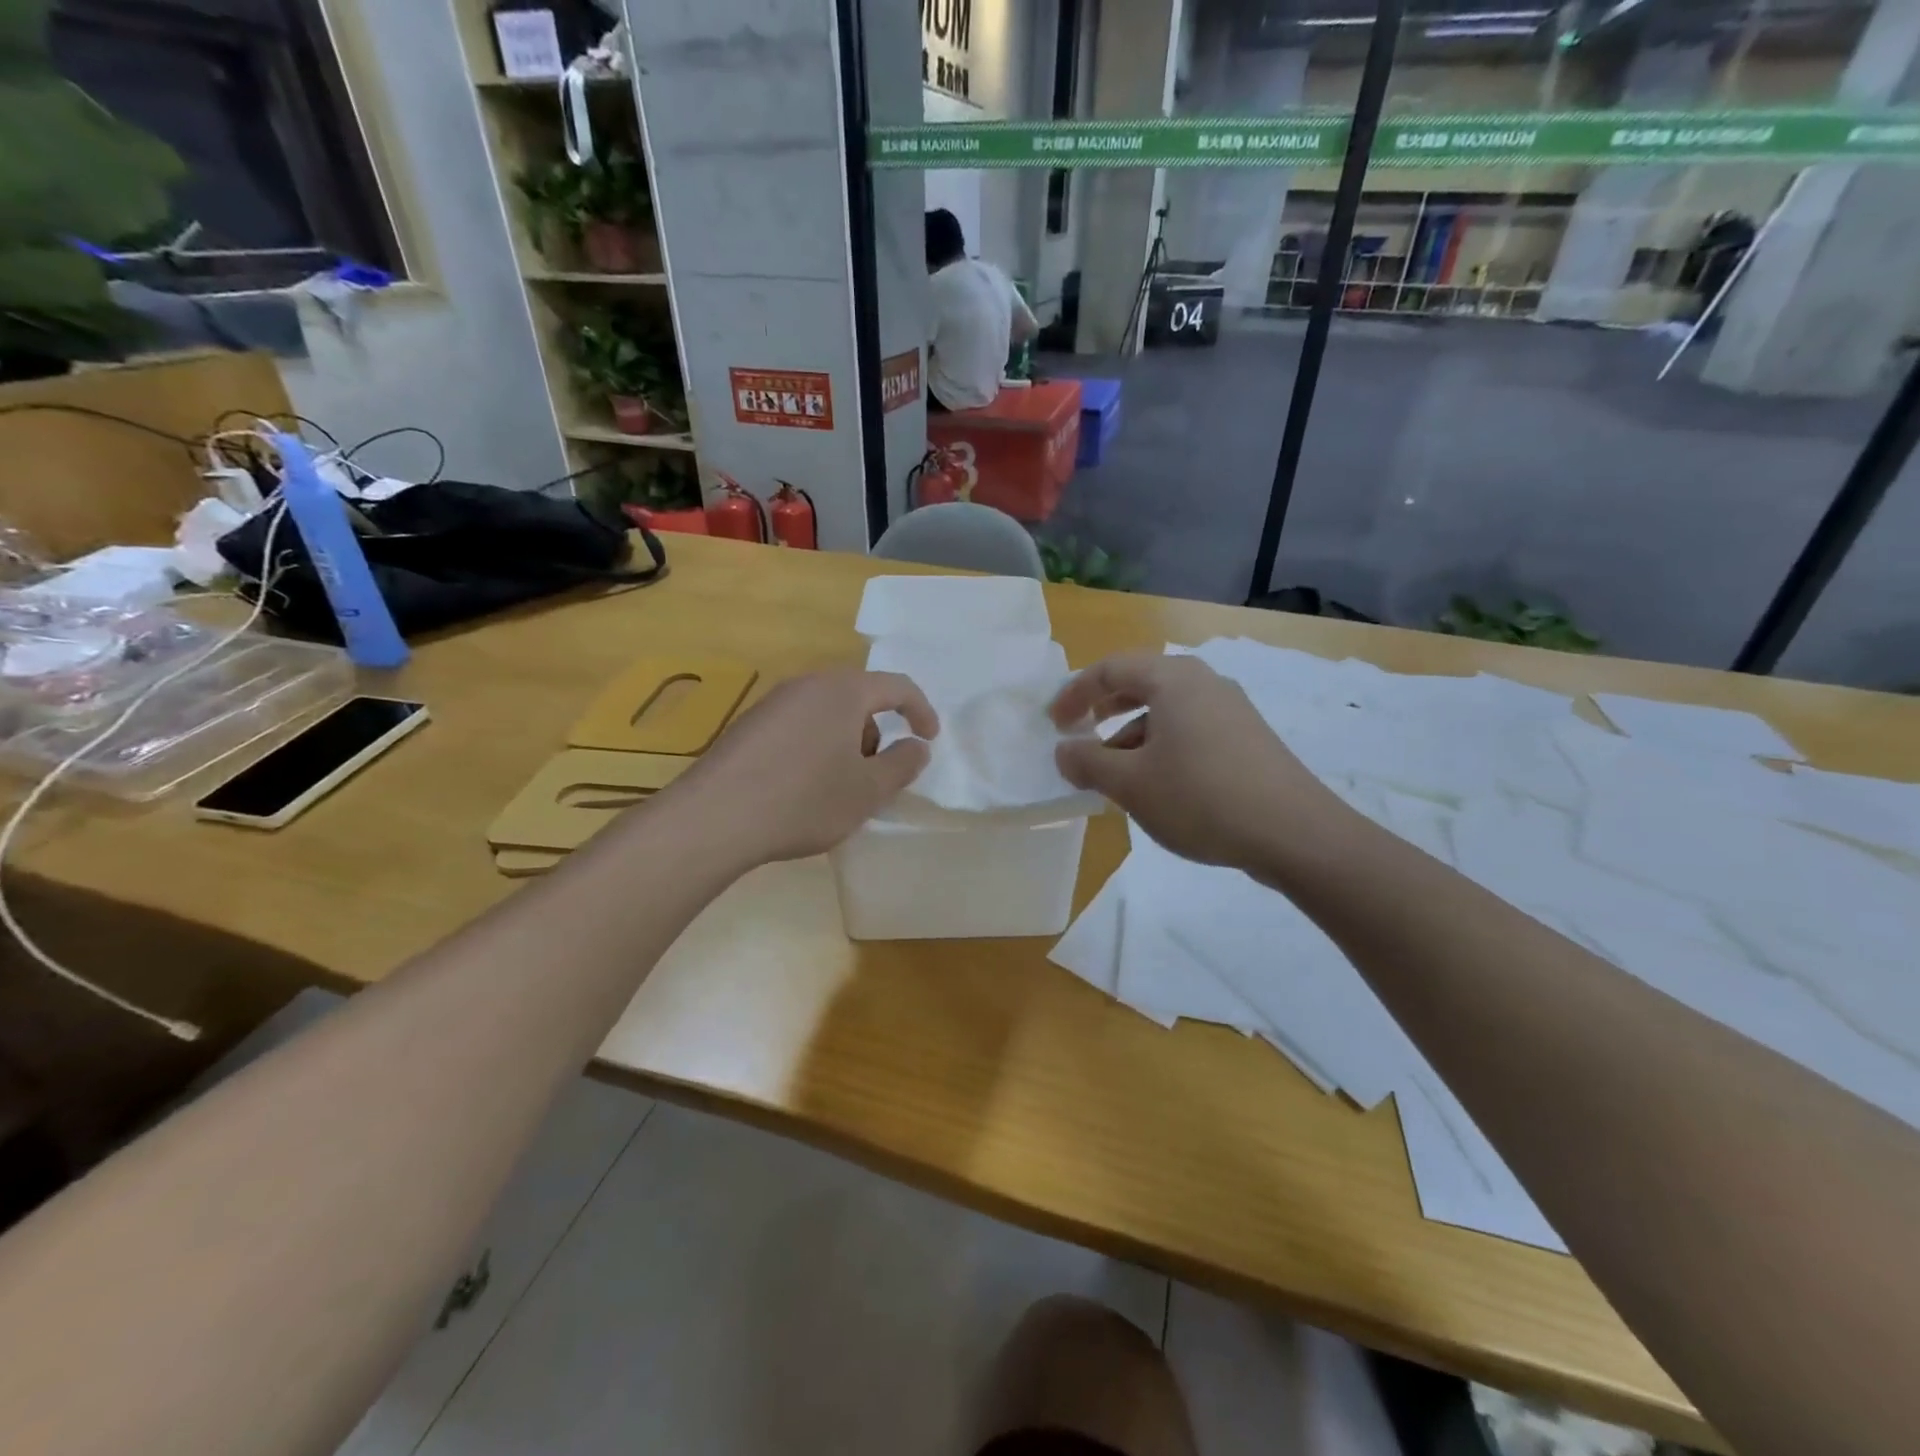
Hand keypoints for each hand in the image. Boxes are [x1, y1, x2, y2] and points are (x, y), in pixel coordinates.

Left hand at [665, 669, 938, 866]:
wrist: (715, 818)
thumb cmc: (805, 799)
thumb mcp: (868, 790)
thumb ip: (903, 764)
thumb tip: (917, 747)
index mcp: (843, 691)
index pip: (897, 686)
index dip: (921, 711)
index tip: (929, 740)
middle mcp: (807, 685)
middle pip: (859, 698)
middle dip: (878, 733)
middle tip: (878, 774)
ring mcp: (773, 703)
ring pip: (827, 714)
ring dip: (846, 743)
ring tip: (839, 787)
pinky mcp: (748, 726)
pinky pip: (798, 727)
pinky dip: (816, 748)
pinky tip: (801, 788)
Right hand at [1050, 653, 1344, 871]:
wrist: (1294, 833)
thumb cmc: (1200, 797)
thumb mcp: (1130, 783)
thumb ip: (1087, 761)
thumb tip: (1064, 750)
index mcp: (1173, 680)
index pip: (1109, 669)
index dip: (1074, 693)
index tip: (1053, 724)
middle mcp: (1204, 683)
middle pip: (1140, 682)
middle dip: (1103, 708)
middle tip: (1079, 734)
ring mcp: (1231, 710)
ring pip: (1166, 710)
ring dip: (1130, 733)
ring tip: (1113, 772)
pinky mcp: (1247, 738)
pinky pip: (1189, 730)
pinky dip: (1160, 746)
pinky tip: (1156, 784)